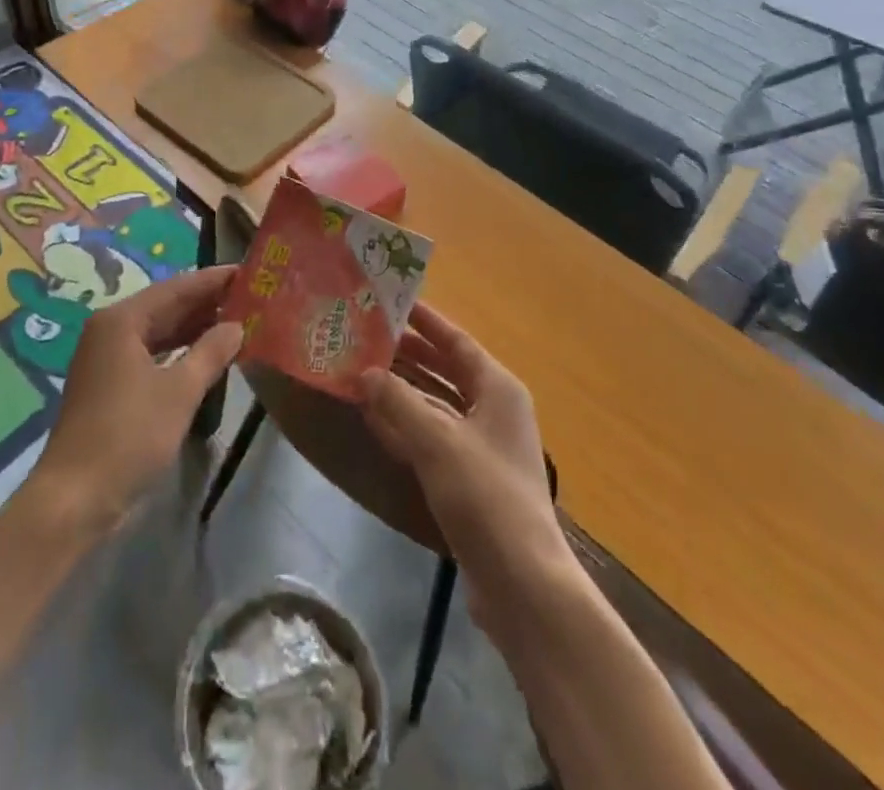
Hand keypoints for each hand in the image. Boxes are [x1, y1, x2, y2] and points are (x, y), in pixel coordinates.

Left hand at [31, 267, 243, 536]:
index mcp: (122, 320)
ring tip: (237, 322)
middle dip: (206, 302)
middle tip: (250, 297)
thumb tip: (237, 325)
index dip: (213, 280)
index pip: (177, 287)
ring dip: (195, 328)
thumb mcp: (179, 392)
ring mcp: (107, 358)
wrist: (75, 498)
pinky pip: (152, 354)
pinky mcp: (110, 385)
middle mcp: (111, 330)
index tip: (248, 272)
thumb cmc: (129, 435)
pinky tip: (207, 355)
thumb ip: (211, 352)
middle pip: (166, 306)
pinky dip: (179, 351)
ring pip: (159, 331)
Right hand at [358, 303, 567, 640]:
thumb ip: (398, 401)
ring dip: (402, 390)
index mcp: (498, 389)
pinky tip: (373, 418)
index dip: (426, 321)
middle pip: (445, 370)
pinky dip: (405, 425)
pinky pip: (432, 437)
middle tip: (366, 337)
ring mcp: (482, 446)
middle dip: (407, 355)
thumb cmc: (485, 496)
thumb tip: (363, 372)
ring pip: (436, 404)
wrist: (522, 583)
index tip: (392, 301)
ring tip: (361, 371)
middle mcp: (493, 410)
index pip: (457, 341)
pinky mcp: (469, 479)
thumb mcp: (437, 441)